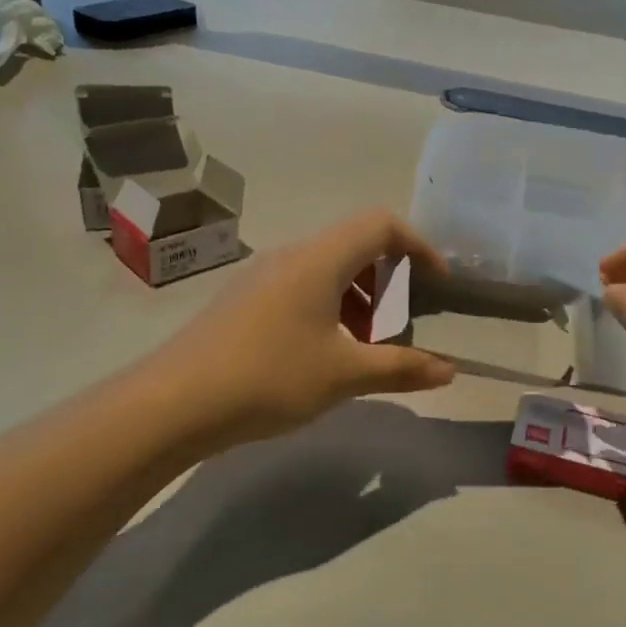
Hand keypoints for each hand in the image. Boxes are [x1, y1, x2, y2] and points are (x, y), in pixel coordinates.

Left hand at [154, 210, 456, 448]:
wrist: (176, 402)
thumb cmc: (270, 377)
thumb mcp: (344, 375)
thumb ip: (402, 368)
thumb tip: (449, 370)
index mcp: (319, 259)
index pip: (380, 224)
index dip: (418, 245)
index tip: (438, 283)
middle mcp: (290, 256)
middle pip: (354, 246)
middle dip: (388, 281)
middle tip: (401, 325)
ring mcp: (261, 277)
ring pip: (326, 271)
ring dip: (358, 300)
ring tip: (365, 348)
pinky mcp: (243, 302)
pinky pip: (300, 289)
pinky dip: (328, 310)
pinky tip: (323, 355)